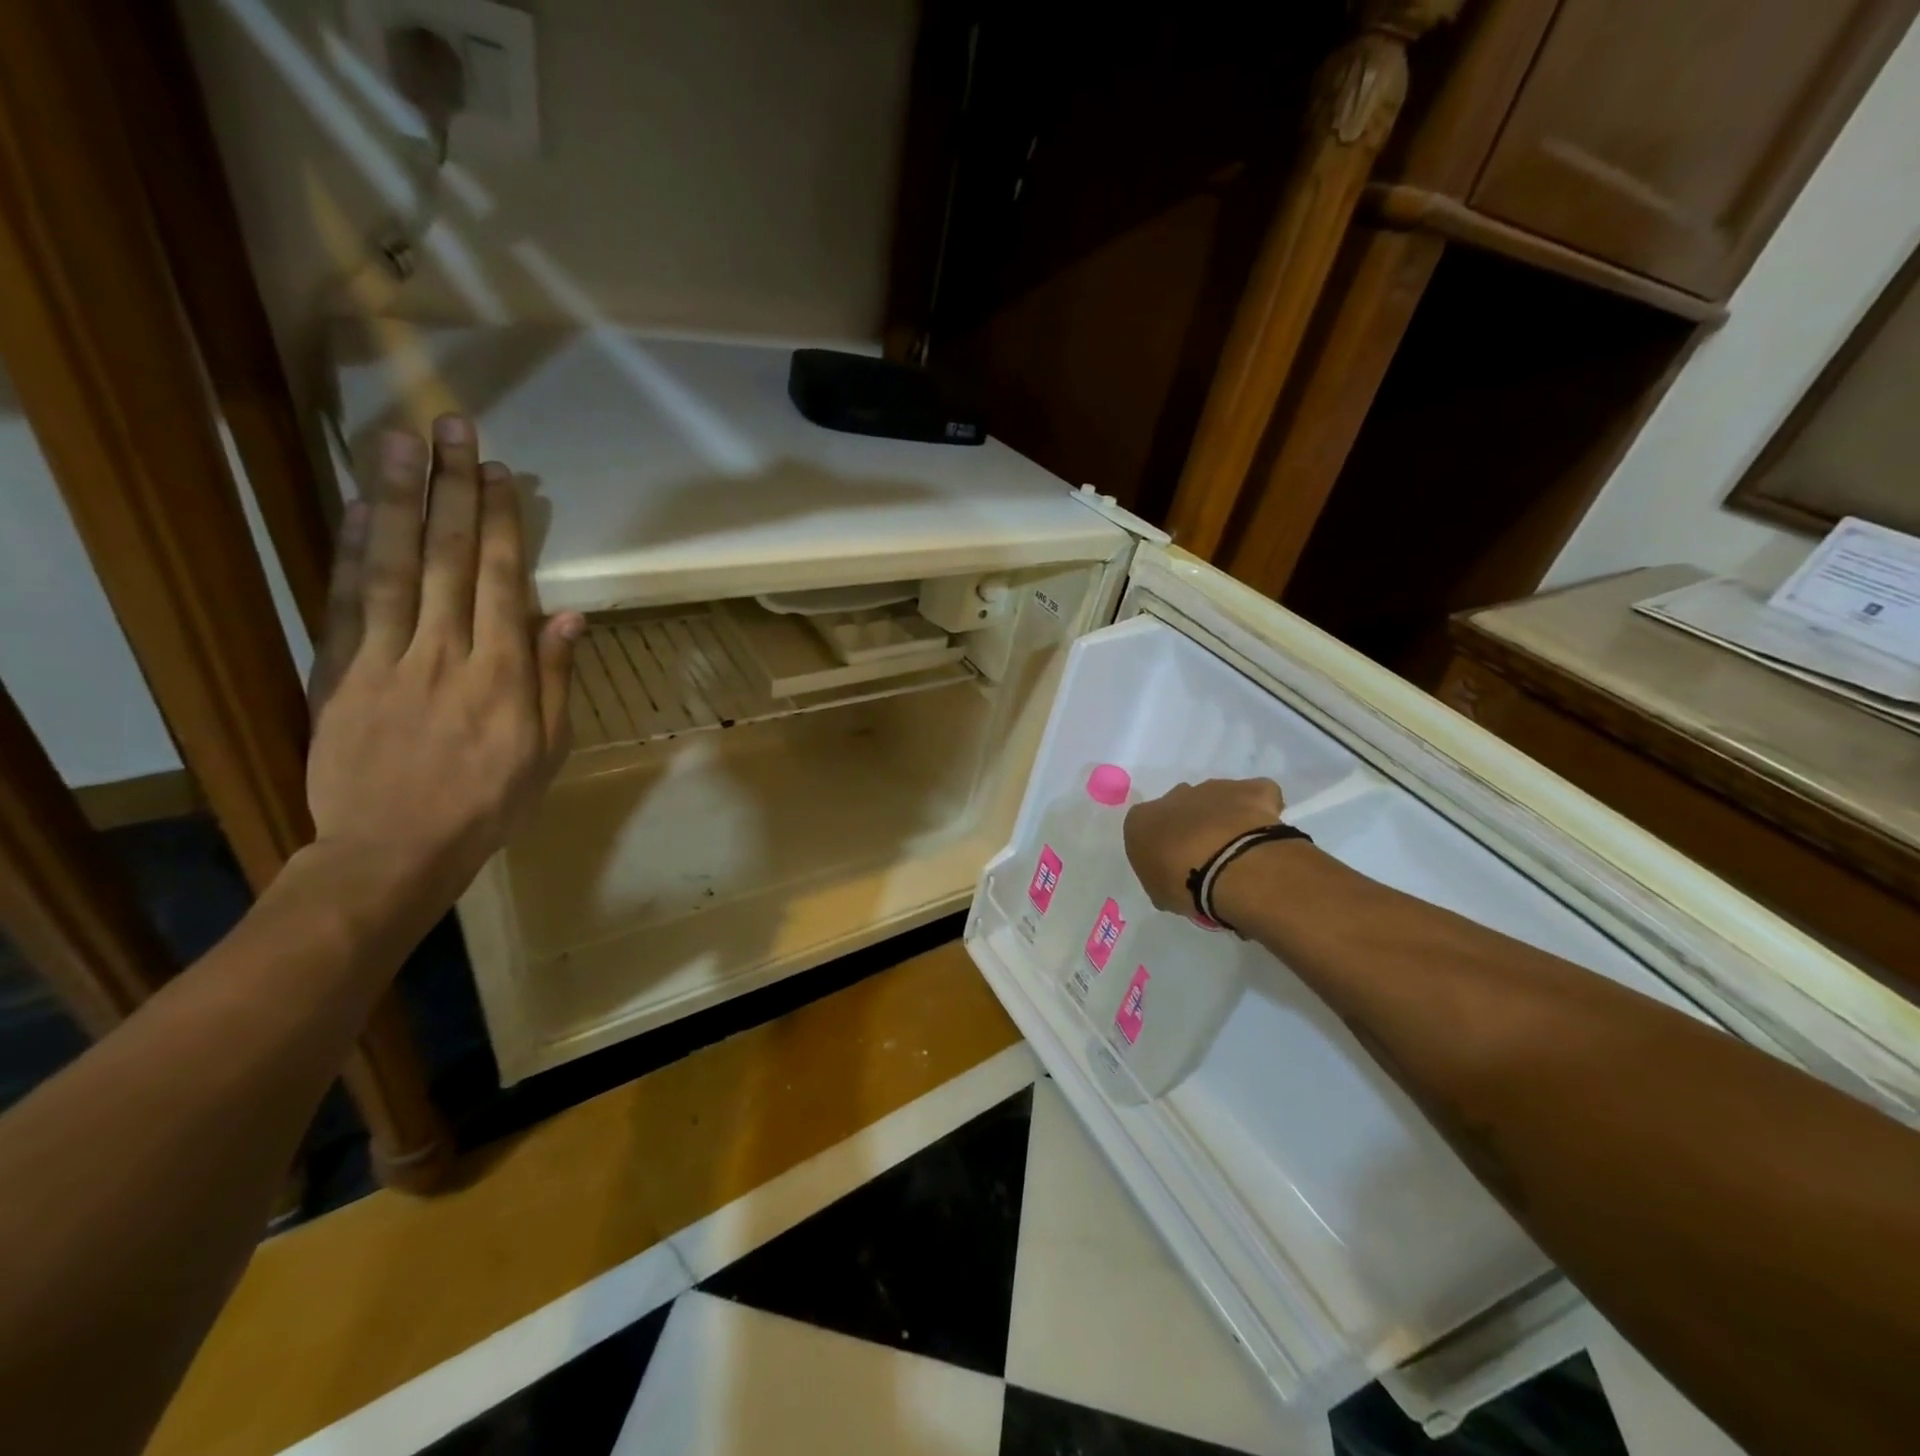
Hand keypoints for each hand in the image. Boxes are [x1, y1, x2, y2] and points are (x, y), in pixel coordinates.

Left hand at [305, 414, 583, 916]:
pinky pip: (346, 602)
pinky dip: (350, 550)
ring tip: (401, 443)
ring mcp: (386, 658)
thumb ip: (556, 680)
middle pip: (448, 558)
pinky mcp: (339, 671)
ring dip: (397, 500)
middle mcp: (446, 652)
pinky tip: (355, 508)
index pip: (501, 580)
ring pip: (393, 565)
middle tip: (454, 429)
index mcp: (503, 675)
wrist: (394, 849)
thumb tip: (569, 618)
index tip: (501, 473)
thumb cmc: (489, 803)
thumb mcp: (547, 750)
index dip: (500, 523)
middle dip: (453, 489)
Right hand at [1123, 778, 1284, 913]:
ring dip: (1224, 818)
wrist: (1231, 868)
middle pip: (1181, 808)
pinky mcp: (1251, 789)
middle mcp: (1174, 796)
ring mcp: (1214, 789)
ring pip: (1216, 799)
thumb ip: (1162, 877)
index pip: (1146, 828)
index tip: (1175, 867)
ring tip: (1238, 851)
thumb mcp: (1159, 893)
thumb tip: (1174, 877)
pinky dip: (1260, 809)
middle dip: (1192, 827)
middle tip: (1207, 859)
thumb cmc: (1184, 884)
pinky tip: (1262, 834)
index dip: (1162, 847)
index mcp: (1142, 820)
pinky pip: (1255, 795)